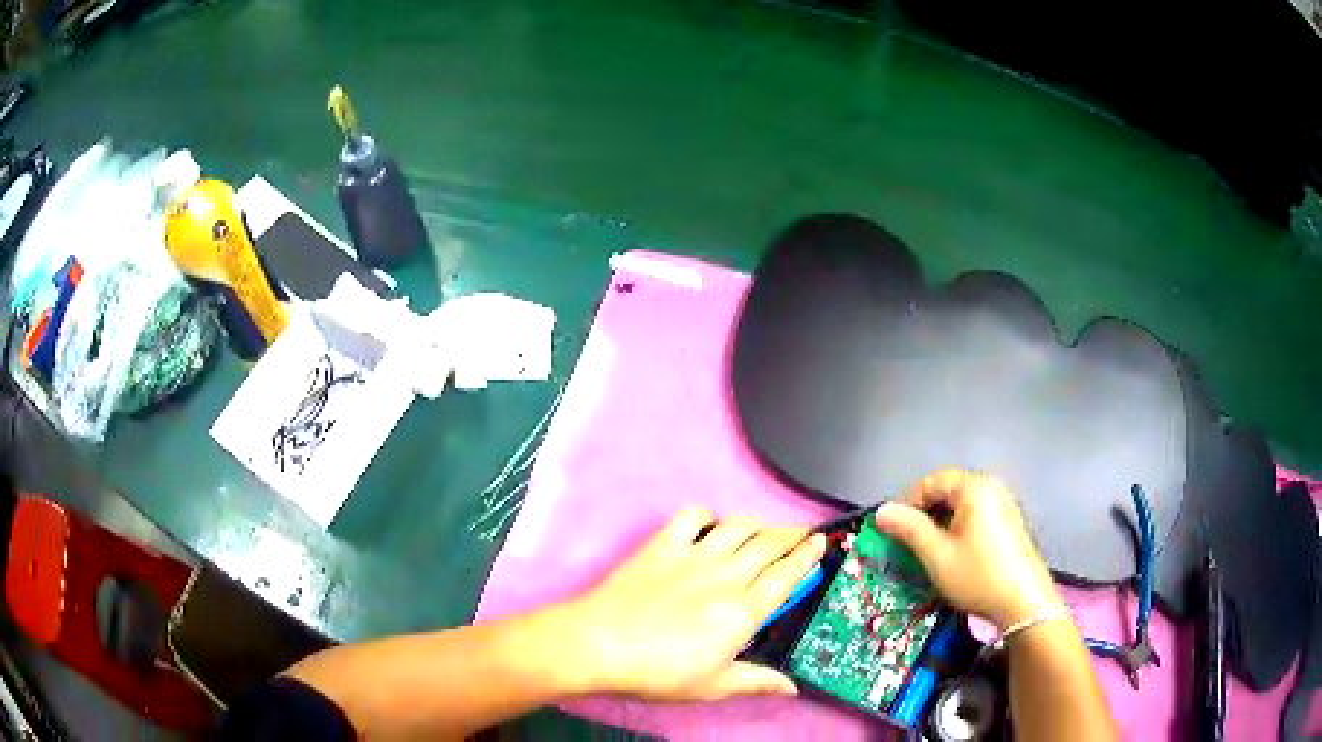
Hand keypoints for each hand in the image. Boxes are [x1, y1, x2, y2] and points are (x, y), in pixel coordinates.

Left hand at [562, 507, 825, 701]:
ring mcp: (694, 554)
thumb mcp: (713, 685)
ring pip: (739, 526)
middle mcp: (726, 575)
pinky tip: (711, 526)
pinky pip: (693, 516)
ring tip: (767, 530)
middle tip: (803, 533)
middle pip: (770, 543)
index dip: (808, 556)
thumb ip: (756, 681)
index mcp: (743, 610)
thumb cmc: (658, 671)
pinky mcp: (663, 544)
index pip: (787, 575)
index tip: (821, 542)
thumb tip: (792, 687)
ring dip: (759, 524)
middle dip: (793, 534)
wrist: (601, 643)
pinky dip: (708, 515)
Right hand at [873, 469, 1062, 629]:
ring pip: (963, 505)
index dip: (908, 503)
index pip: (932, 481)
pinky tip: (955, 554)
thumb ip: (909, 529)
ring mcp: (1005, 504)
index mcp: (975, 488)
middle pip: (949, 490)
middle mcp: (992, 488)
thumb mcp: (937, 556)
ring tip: (929, 551)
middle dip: (925, 513)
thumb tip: (882, 511)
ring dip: (942, 523)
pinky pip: (977, 515)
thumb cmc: (977, 576)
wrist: (1023, 603)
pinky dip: (960, 529)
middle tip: (908, 542)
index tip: (893, 530)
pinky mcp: (1010, 523)